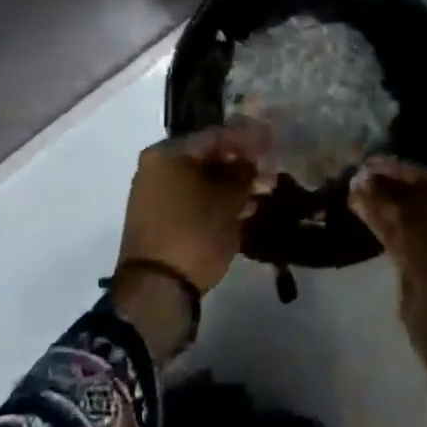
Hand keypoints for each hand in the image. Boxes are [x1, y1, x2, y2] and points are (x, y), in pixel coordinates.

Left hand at [118, 121, 271, 293]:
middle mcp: (156, 167)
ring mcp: (154, 194)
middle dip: (241, 164)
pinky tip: (242, 210)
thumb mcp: (227, 202)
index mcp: (167, 153)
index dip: (248, 139)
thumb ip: (243, 173)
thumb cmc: (194, 234)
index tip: (273, 144)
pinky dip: (215, 201)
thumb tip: (251, 160)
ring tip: (263, 193)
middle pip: (206, 157)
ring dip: (231, 185)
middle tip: (270, 172)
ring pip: (200, 180)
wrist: (156, 292)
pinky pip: (192, 199)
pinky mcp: (158, 219)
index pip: (215, 135)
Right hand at [349, 156, 426, 404]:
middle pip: (420, 198)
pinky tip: (362, 214)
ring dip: (383, 207)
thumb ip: (384, 193)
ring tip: (353, 194)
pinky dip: (385, 227)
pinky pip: (405, 240)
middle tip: (357, 178)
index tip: (366, 163)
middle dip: (388, 189)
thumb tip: (360, 178)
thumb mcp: (410, 213)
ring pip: (410, 220)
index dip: (395, 169)